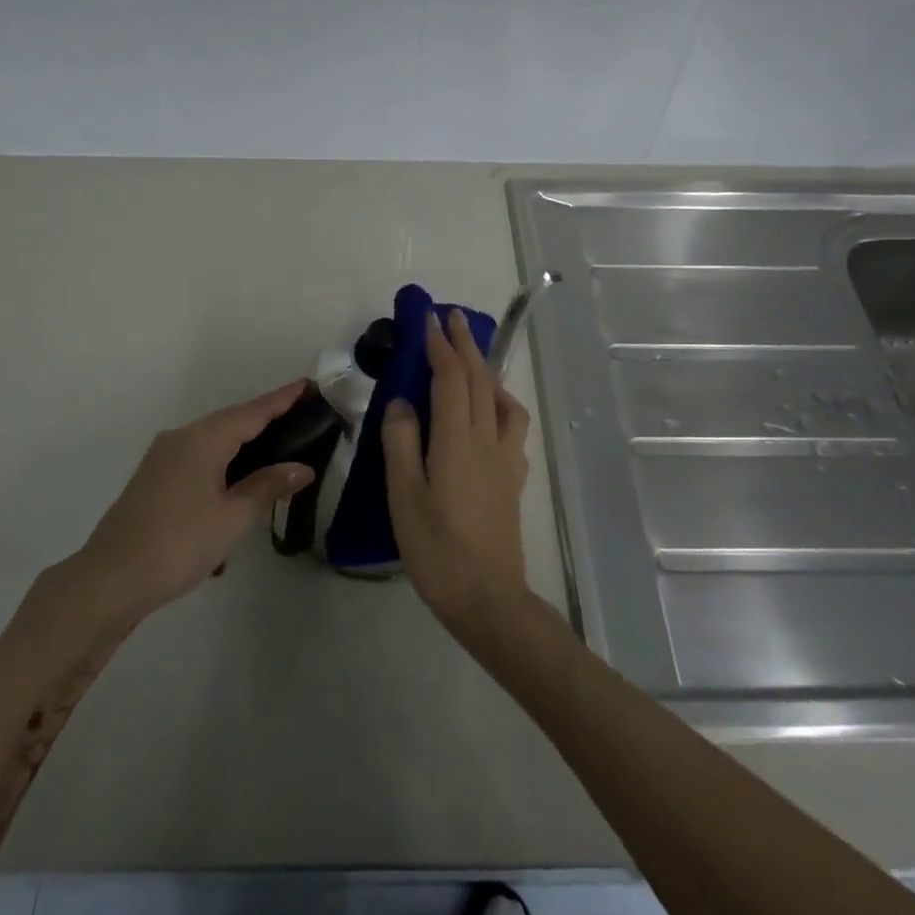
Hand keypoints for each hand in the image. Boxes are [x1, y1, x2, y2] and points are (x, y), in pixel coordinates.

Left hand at [66, 380, 315, 625]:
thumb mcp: (232, 518)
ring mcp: (163, 458)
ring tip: (276, 452)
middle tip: (301, 418)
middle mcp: (181, 438)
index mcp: (203, 439)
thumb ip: (268, 487)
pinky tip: (236, 488)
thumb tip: (302, 467)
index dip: (282, 399)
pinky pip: (198, 459)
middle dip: (265, 419)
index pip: (253, 412)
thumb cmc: (178, 544)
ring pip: (213, 441)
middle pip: (232, 421)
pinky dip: (223, 465)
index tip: (308, 383)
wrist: (109, 581)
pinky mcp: (154, 479)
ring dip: (243, 446)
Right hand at [382, 309, 531, 636]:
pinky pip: (511, 426)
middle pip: (479, 380)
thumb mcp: (404, 495)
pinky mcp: (513, 478)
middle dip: (465, 344)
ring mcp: (506, 458)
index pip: (450, 378)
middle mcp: (487, 439)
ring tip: (471, 363)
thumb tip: (403, 402)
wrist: (487, 597)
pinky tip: (489, 415)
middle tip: (452, 317)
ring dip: (486, 371)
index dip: (440, 345)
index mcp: (457, 440)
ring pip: (502, 400)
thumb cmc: (436, 548)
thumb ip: (402, 442)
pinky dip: (499, 404)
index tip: (428, 318)